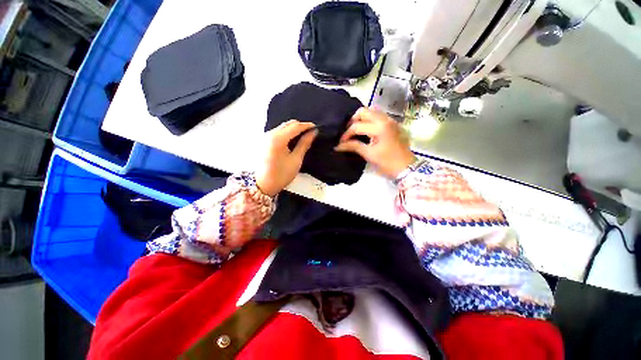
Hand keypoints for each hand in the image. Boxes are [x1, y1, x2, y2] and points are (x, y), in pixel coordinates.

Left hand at [256, 120, 317, 196]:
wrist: (262, 185)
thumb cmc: (280, 175)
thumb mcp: (296, 160)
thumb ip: (304, 144)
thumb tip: (312, 133)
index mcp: (278, 139)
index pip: (295, 126)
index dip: (306, 126)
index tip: (315, 127)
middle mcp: (270, 134)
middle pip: (288, 124)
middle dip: (300, 126)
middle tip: (310, 133)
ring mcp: (265, 137)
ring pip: (282, 127)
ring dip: (293, 130)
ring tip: (302, 137)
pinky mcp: (263, 141)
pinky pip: (277, 132)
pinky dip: (286, 134)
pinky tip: (292, 141)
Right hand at [335, 107, 414, 178]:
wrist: (407, 168)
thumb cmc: (387, 163)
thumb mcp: (369, 155)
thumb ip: (353, 147)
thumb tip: (338, 146)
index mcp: (380, 127)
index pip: (357, 126)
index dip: (346, 134)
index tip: (340, 143)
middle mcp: (385, 119)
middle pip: (364, 111)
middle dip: (353, 121)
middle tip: (348, 133)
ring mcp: (390, 121)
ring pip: (371, 112)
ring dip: (361, 119)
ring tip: (355, 131)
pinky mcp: (393, 124)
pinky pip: (378, 116)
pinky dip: (369, 121)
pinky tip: (366, 131)